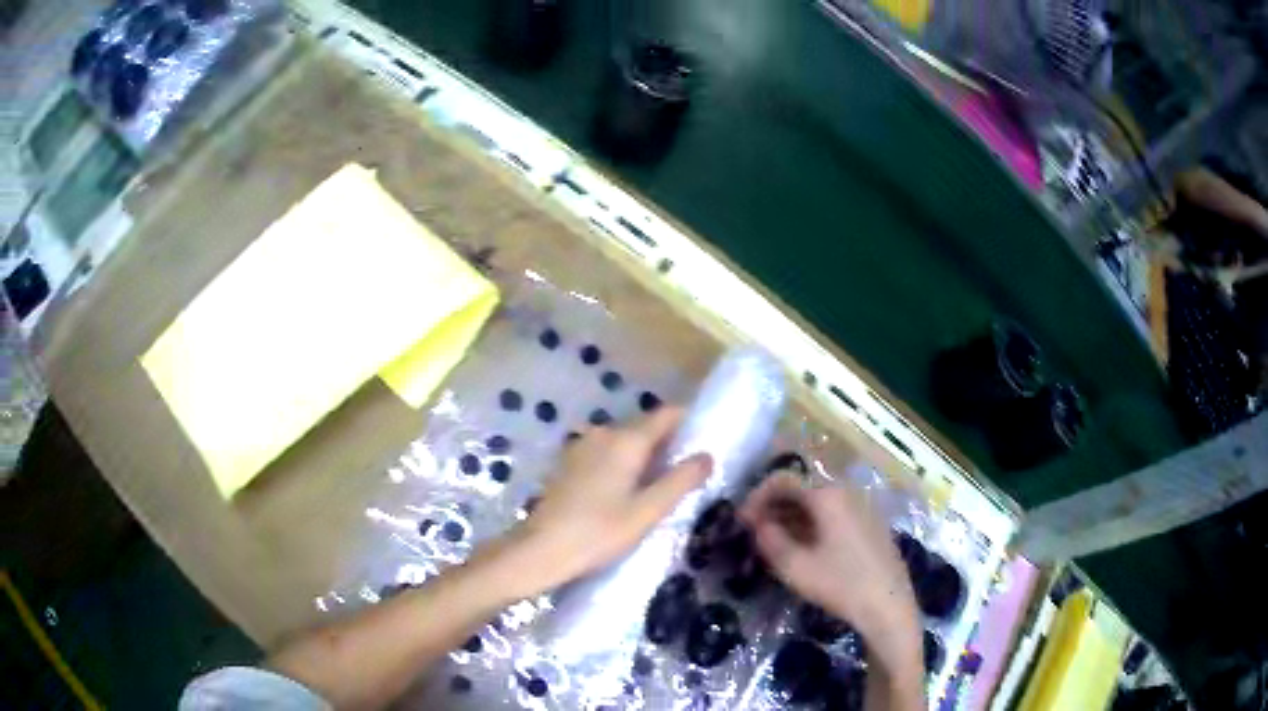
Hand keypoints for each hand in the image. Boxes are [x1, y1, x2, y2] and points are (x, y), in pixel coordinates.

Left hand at [505, 407, 712, 594]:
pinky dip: (622, 465)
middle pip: (645, 427)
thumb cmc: (599, 532)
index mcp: (626, 440)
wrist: (540, 550)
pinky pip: (606, 453)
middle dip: (668, 444)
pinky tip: (625, 493)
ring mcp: (581, 446)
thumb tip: (706, 456)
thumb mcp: (647, 511)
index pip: (667, 414)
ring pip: (624, 442)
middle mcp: (603, 433)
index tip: (706, 441)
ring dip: (644, 457)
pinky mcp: (568, 463)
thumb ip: (680, 481)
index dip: (690, 422)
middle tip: (688, 474)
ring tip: (660, 487)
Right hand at [739, 473, 920, 661]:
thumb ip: (770, 541)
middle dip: (773, 508)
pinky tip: (803, 549)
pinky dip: (811, 524)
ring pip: (817, 503)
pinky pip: (833, 514)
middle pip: (802, 489)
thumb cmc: (841, 584)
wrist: (889, 606)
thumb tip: (758, 525)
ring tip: (773, 543)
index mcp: (828, 495)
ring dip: (791, 517)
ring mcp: (862, 507)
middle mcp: (847, 492)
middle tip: (754, 533)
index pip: (783, 480)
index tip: (740, 521)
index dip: (756, 497)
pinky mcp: (870, 524)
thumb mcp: (795, 568)